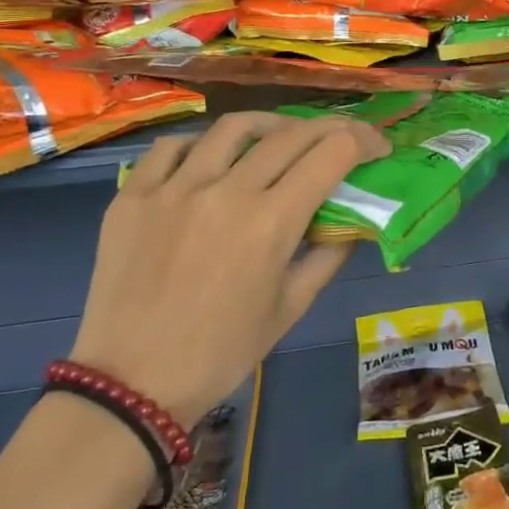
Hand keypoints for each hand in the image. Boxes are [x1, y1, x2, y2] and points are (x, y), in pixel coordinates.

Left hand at [70, 111, 387, 425]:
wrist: (131, 384)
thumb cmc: (222, 352)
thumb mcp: (290, 308)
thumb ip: (328, 256)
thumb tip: (351, 221)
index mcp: (271, 223)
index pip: (331, 153)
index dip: (364, 141)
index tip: (377, 146)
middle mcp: (226, 191)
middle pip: (290, 134)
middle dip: (328, 128)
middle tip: (339, 138)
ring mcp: (174, 187)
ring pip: (232, 127)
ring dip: (269, 125)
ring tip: (279, 135)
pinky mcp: (133, 194)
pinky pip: (172, 147)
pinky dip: (201, 144)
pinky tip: (210, 158)